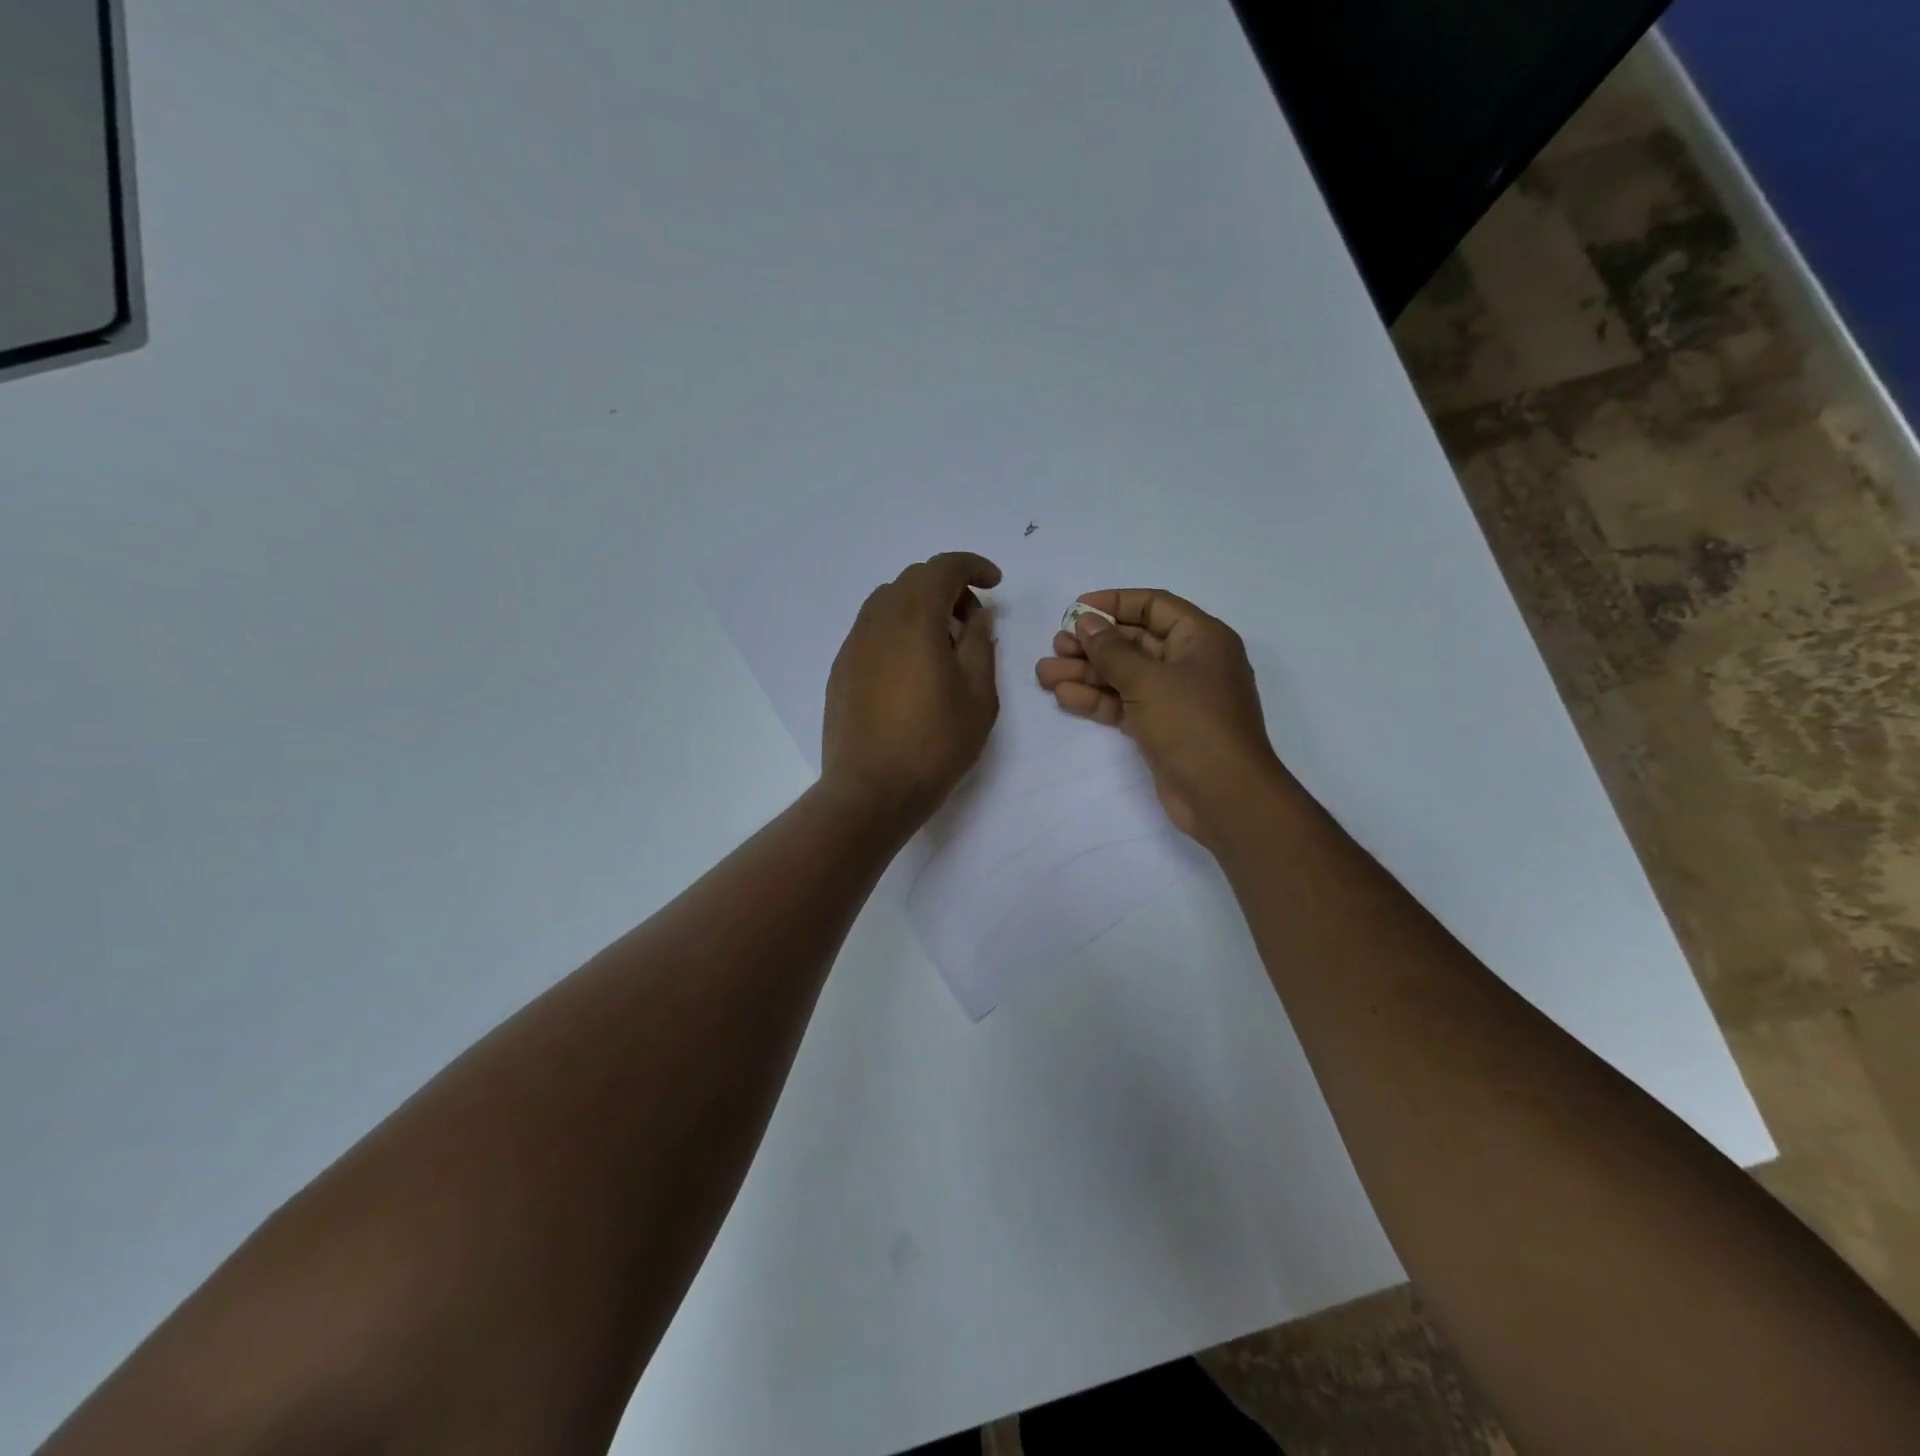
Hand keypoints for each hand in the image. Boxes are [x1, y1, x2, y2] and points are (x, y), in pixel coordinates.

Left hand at [821, 552, 1001, 828]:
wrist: (871, 790)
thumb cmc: (935, 743)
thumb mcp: (978, 695)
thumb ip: (980, 645)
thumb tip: (977, 617)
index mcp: (914, 618)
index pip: (943, 568)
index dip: (973, 566)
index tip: (995, 584)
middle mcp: (877, 620)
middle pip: (913, 580)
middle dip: (948, 588)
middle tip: (972, 621)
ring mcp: (853, 644)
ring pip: (889, 602)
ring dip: (920, 608)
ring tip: (943, 645)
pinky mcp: (841, 669)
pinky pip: (873, 630)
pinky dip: (898, 630)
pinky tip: (913, 667)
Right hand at [1035, 588, 1285, 844]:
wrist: (1224, 796)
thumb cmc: (1193, 725)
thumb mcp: (1148, 680)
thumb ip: (1112, 650)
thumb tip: (1086, 622)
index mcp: (1201, 638)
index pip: (1153, 606)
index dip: (1114, 603)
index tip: (1075, 610)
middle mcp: (1189, 662)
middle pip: (1134, 641)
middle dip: (1093, 643)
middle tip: (1055, 646)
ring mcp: (1174, 698)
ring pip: (1124, 675)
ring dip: (1086, 672)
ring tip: (1044, 674)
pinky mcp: (1160, 727)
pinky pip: (1123, 704)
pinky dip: (1096, 699)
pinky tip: (1063, 695)